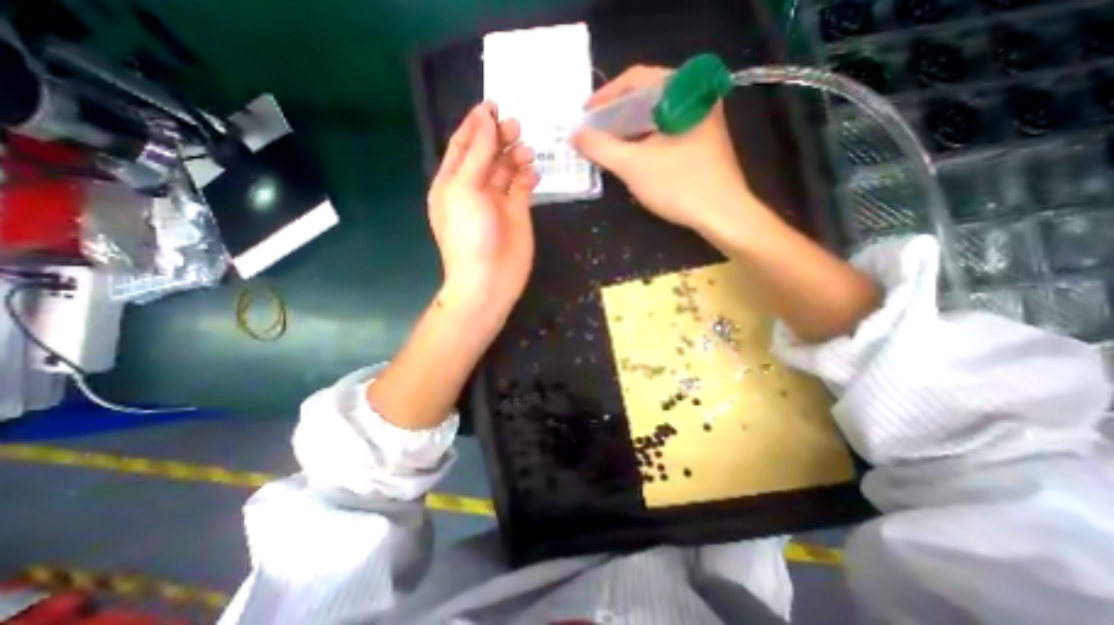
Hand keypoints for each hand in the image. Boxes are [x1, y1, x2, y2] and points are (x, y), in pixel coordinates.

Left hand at [428, 102, 541, 318]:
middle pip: (487, 155)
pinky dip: (528, 176)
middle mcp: (474, 189)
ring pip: (507, 169)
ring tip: (526, 150)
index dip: (476, 124)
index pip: (463, 146)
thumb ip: (477, 155)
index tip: (492, 105)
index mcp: (452, 182)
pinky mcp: (517, 213)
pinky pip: (523, 187)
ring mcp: (497, 202)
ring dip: (516, 155)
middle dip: (499, 137)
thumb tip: (486, 121)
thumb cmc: (469, 235)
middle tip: (515, 125)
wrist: (490, 279)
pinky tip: (533, 172)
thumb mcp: (465, 189)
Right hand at [574, 63, 756, 236]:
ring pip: (655, 116)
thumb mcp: (632, 166)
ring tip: (607, 144)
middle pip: (646, 96)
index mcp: (683, 92)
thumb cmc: (678, 185)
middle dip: (615, 114)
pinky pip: (665, 131)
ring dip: (628, 128)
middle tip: (593, 131)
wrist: (722, 214)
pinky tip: (631, 154)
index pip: (636, 79)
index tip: (584, 114)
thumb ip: (600, 147)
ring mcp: (701, 120)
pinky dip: (644, 139)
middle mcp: (695, 98)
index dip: (605, 95)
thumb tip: (575, 135)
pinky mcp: (702, 141)